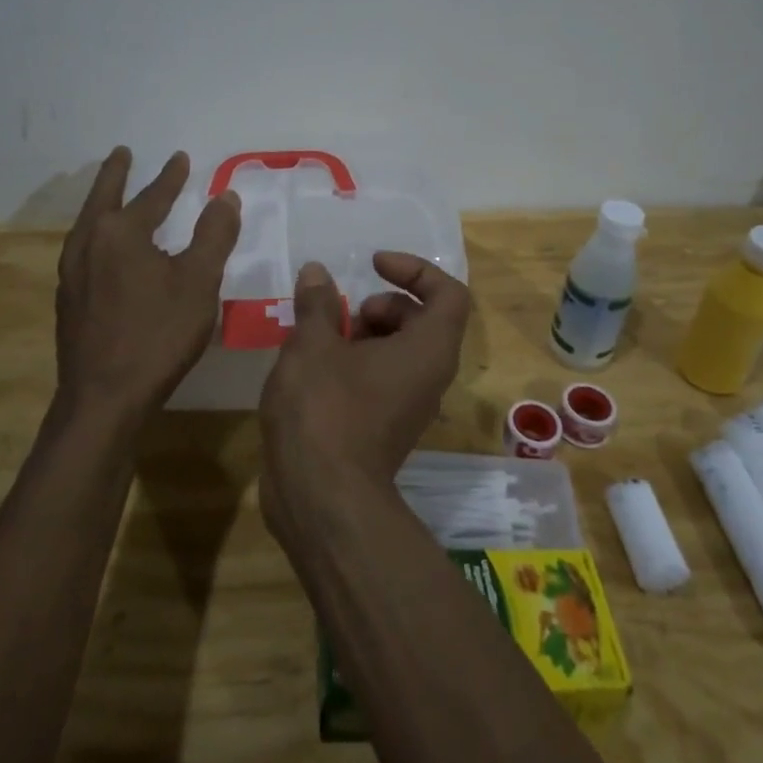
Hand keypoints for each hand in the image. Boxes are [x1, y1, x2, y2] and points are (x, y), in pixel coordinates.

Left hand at [53, 147, 240, 432]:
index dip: (171, 178)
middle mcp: (88, 244)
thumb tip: (225, 195)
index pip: (151, 196)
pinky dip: (97, 234)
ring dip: (103, 203)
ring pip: (88, 224)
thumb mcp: (199, 282)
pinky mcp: (67, 299)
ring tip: (112, 195)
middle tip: (122, 153)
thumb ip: (214, 235)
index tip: (181, 158)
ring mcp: (71, 273)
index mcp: (120, 233)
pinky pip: (83, 250)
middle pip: (104, 198)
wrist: (103, 397)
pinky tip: (104, 250)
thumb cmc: (157, 335)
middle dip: (116, 174)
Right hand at [258, 252, 471, 528]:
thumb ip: (318, 303)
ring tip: (319, 340)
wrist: (320, 497)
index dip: (415, 270)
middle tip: (344, 314)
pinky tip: (313, 368)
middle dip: (383, 305)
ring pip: (398, 351)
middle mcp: (429, 376)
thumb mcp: (313, 344)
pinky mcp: (385, 426)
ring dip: (363, 334)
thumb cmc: (324, 408)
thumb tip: (317, 273)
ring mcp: (408, 404)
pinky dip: (355, 362)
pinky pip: (381, 378)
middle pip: (422, 320)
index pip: (449, 294)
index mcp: (428, 349)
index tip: (374, 266)